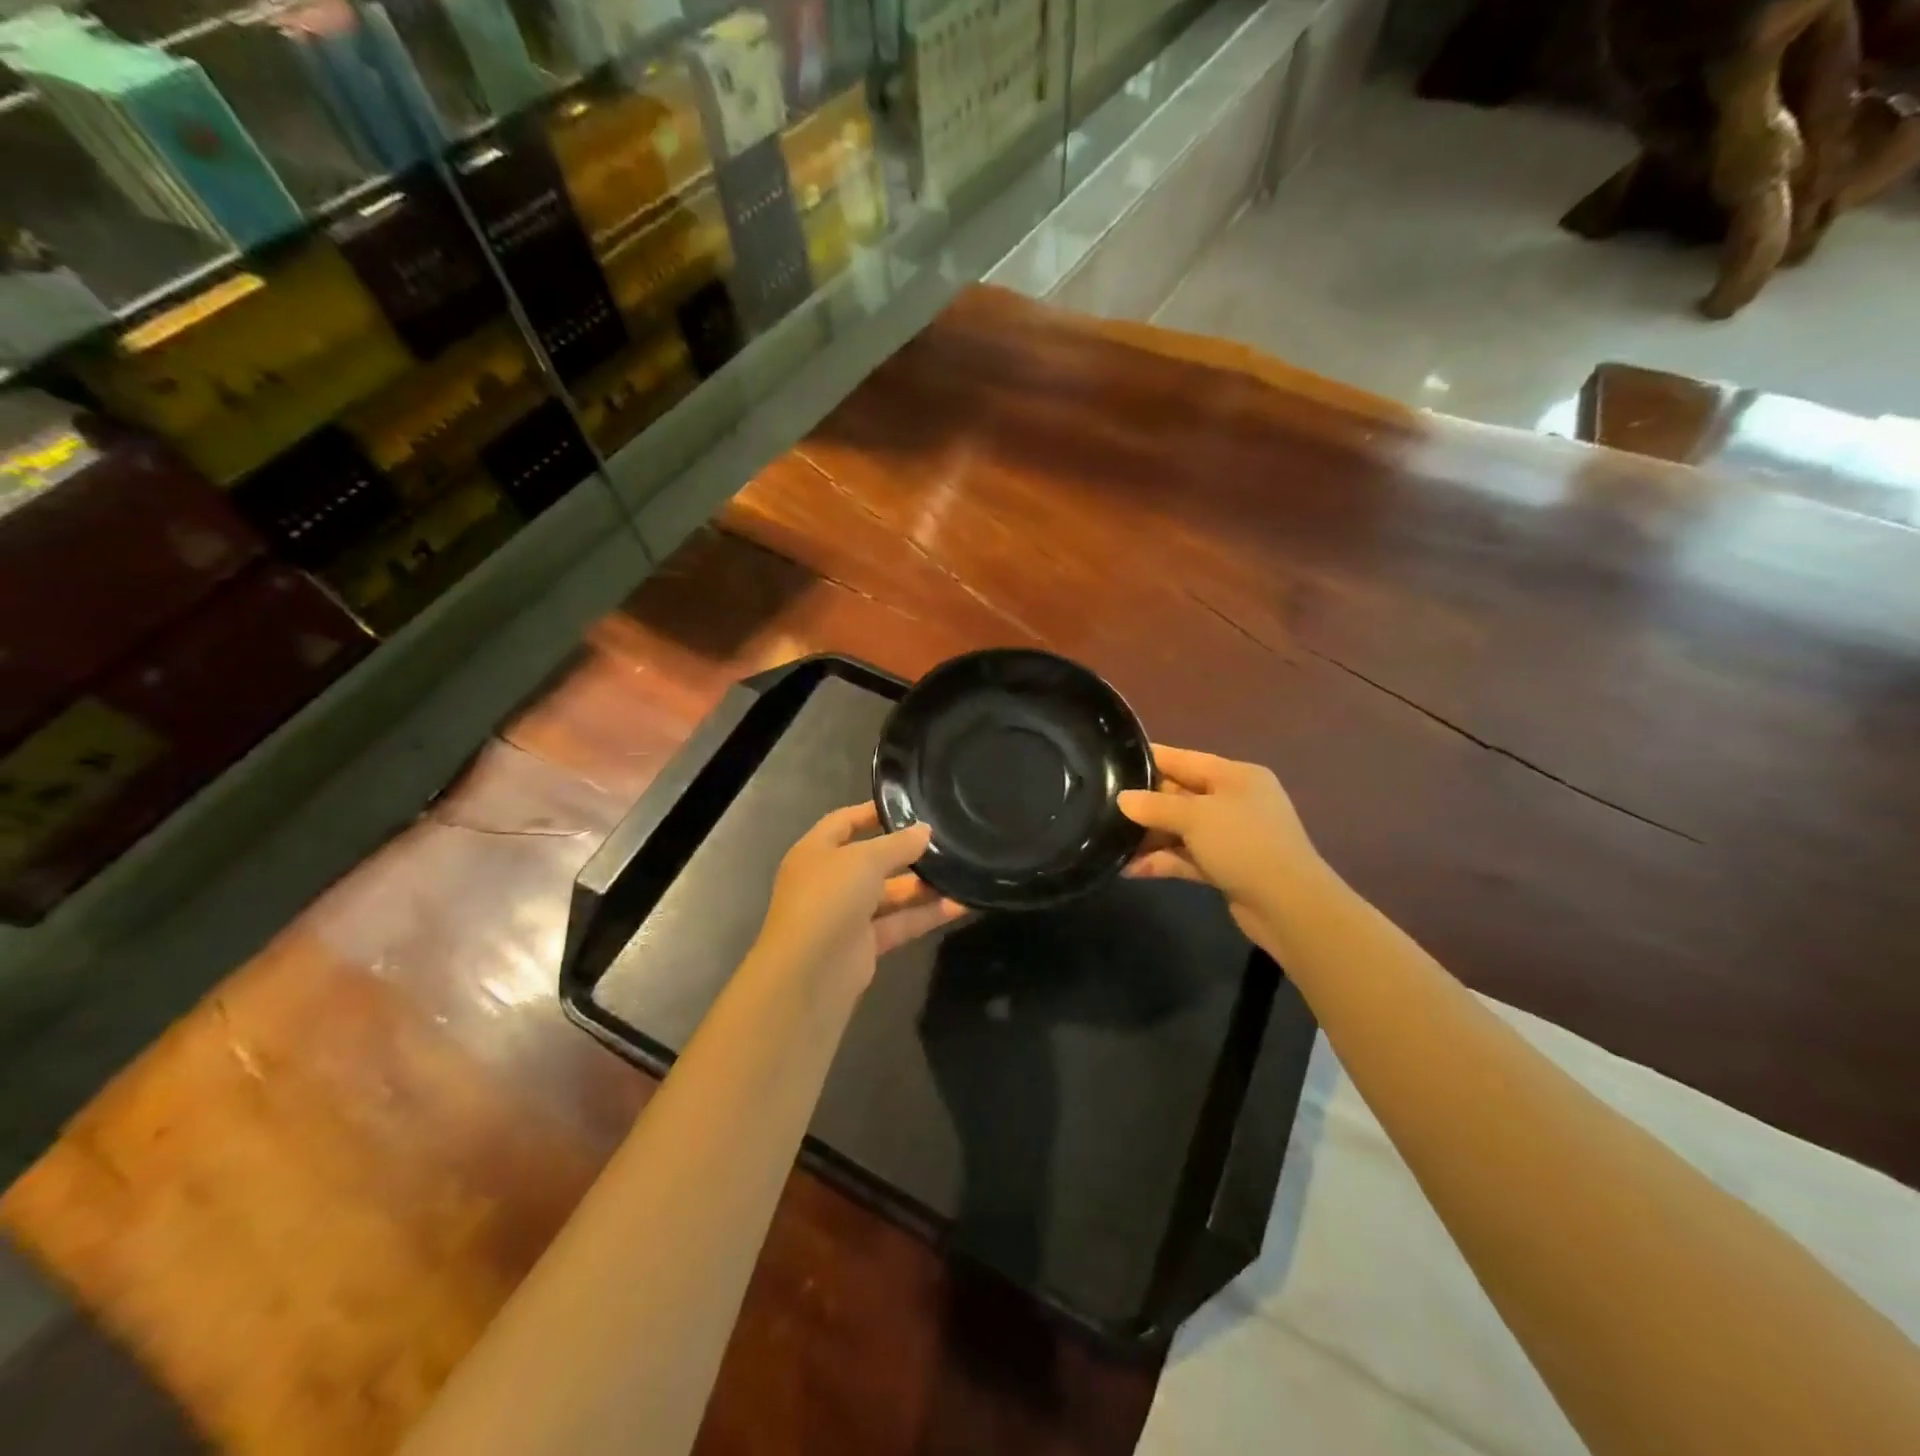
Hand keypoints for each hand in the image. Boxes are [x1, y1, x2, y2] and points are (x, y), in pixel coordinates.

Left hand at [754, 803, 966, 993]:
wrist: (808, 974)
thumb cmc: (828, 899)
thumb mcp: (864, 860)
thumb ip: (898, 844)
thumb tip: (925, 830)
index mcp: (816, 851)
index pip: (845, 821)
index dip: (874, 812)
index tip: (911, 805)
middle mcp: (829, 880)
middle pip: (872, 859)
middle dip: (907, 852)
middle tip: (948, 840)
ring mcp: (846, 915)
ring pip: (890, 894)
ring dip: (923, 885)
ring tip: (963, 870)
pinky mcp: (865, 946)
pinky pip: (900, 923)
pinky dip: (927, 915)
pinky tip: (961, 904)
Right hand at [1118, 745, 1327, 950]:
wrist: (1289, 906)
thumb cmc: (1244, 844)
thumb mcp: (1196, 817)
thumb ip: (1155, 806)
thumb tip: (1123, 799)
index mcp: (1235, 776)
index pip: (1183, 759)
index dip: (1149, 759)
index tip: (1112, 761)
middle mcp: (1234, 800)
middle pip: (1179, 794)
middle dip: (1144, 804)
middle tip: (1103, 807)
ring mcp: (1231, 835)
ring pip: (1181, 829)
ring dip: (1150, 838)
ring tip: (1111, 844)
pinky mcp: (1226, 866)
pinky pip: (1187, 856)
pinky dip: (1163, 861)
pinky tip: (1132, 870)